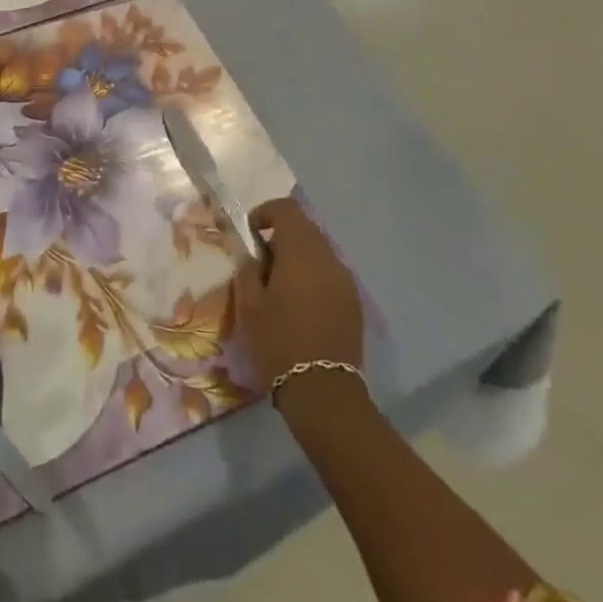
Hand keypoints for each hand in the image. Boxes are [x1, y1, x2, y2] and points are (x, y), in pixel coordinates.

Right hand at [233, 197, 362, 383]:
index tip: (250, 235)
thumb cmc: (279, 341)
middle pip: (304, 228)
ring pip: (318, 252)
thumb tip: (253, 255)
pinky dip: (312, 276)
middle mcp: (328, 258)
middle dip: (281, 236)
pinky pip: (329, 274)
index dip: (265, 213)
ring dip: (298, 257)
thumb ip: (249, 269)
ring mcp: (345, 281)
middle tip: (261, 263)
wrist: (323, 392)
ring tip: (279, 286)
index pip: (286, 210)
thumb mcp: (250, 304)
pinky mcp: (353, 302)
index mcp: (302, 252)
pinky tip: (300, 304)